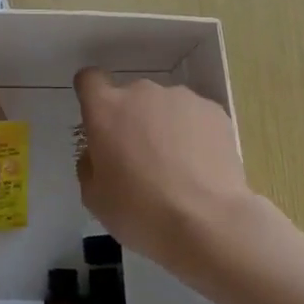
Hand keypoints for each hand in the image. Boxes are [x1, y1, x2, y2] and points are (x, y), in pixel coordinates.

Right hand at [73, 68, 255, 267]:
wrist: (207, 223)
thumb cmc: (140, 212)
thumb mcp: (94, 197)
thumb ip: (90, 164)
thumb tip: (99, 153)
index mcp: (106, 109)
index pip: (89, 80)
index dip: (92, 96)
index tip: (99, 121)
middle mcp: (141, 93)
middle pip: (130, 97)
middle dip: (132, 120)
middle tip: (141, 160)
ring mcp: (181, 98)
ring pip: (164, 107)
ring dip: (164, 126)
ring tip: (178, 167)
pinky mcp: (214, 111)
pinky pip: (194, 117)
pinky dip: (194, 135)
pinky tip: (201, 168)